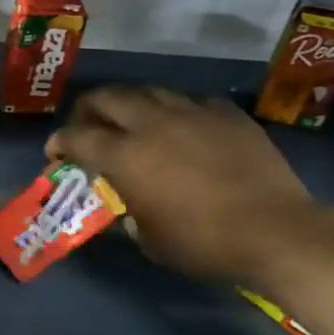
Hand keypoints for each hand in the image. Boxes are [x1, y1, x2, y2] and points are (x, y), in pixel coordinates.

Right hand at [48, 87, 325, 282]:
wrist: (277, 232)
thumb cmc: (204, 243)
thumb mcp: (149, 240)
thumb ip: (125, 214)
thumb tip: (121, 206)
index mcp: (124, 155)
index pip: (76, 136)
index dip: (59, 142)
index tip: (55, 153)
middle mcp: (151, 123)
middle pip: (106, 97)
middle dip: (88, 109)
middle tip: (88, 126)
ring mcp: (191, 113)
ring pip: (147, 91)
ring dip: (131, 104)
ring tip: (132, 121)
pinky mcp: (226, 114)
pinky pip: (190, 101)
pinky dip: (176, 111)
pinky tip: (182, 126)